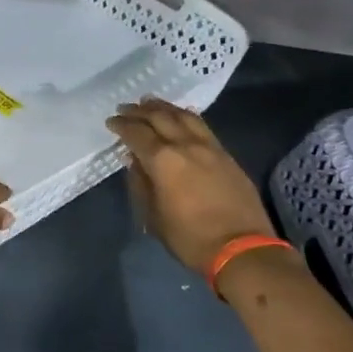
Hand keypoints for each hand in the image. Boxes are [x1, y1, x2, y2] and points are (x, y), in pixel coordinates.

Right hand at [106, 98, 273, 275]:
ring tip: (150, 102)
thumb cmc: (189, 237)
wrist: (241, 248)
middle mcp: (185, 145)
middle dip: (139, 111)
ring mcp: (209, 147)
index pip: (136, 133)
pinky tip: (181, 115)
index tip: (111, 122)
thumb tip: (134, 161)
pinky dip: (186, 116)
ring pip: (184, 116)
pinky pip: (202, 126)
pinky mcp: (226, 155)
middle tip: (125, 108)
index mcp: (163, 160)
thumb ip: (140, 184)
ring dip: (164, 107)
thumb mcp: (153, 216)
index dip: (121, 126)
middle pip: (159, 117)